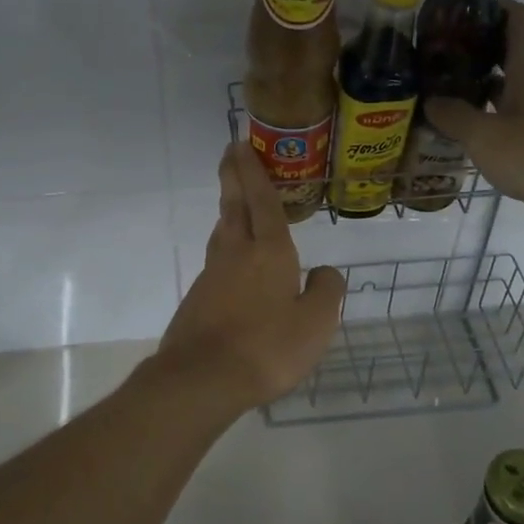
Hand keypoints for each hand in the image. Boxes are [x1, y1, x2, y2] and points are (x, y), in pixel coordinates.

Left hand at [155, 143, 345, 409]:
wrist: (202, 378)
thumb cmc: (267, 347)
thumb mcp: (315, 324)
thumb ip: (325, 292)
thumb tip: (324, 273)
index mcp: (270, 252)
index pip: (263, 201)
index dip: (254, 172)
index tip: (241, 145)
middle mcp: (237, 254)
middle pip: (234, 206)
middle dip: (232, 177)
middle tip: (229, 152)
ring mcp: (212, 276)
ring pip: (222, 232)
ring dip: (228, 210)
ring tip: (233, 201)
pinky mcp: (198, 298)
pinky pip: (216, 261)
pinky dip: (225, 247)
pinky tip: (231, 262)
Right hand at [425, 0, 523, 241]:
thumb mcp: (486, 136)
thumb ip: (454, 116)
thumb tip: (431, 101)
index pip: (515, 17)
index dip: (488, 6)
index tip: (454, 11)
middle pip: (508, 51)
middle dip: (473, 49)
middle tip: (434, 56)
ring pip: (508, 87)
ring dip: (478, 87)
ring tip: (439, 92)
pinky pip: (512, 119)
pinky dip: (488, 119)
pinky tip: (463, 132)